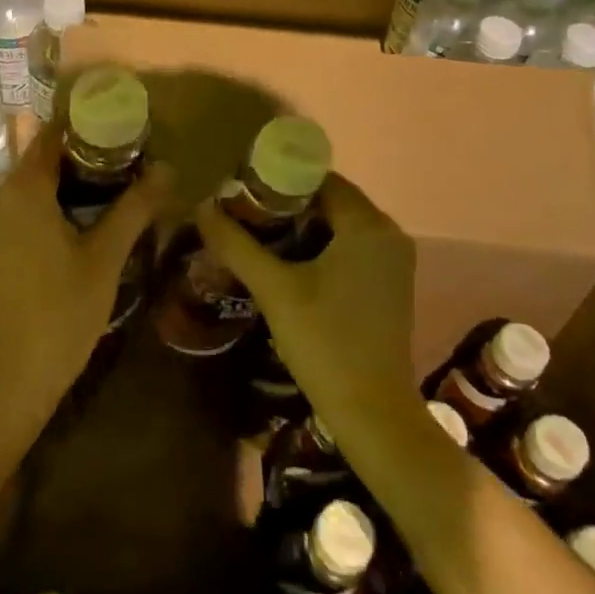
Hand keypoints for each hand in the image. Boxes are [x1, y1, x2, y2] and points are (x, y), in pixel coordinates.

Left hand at [0, 123, 172, 402]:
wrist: (8, 377)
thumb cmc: (60, 309)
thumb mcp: (106, 256)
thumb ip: (135, 208)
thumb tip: (167, 169)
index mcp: (25, 189)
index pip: (54, 135)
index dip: (88, 125)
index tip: (124, 126)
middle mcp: (2, 198)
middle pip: (45, 160)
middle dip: (87, 156)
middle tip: (131, 160)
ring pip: (36, 188)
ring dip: (72, 183)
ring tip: (118, 188)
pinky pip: (27, 212)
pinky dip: (56, 206)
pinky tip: (88, 224)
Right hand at [193, 173, 417, 437]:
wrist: (374, 416)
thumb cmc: (325, 343)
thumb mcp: (274, 289)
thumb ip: (237, 243)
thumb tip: (201, 206)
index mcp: (367, 224)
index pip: (319, 178)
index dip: (278, 179)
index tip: (240, 190)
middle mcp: (388, 233)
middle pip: (329, 199)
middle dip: (285, 204)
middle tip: (241, 214)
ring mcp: (393, 261)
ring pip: (338, 225)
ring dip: (300, 226)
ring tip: (254, 236)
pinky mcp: (389, 285)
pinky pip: (350, 247)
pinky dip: (319, 246)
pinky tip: (286, 264)